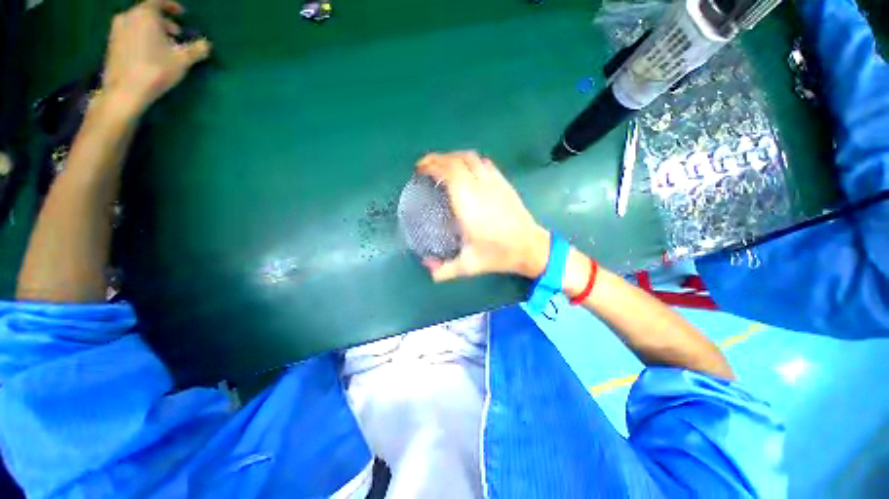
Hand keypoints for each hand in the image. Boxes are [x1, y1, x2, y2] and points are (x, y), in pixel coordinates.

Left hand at [102, 0, 211, 116]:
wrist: (125, 90)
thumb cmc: (155, 70)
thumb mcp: (183, 60)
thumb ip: (196, 49)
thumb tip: (207, 44)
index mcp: (145, 14)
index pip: (159, 1)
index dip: (172, 6)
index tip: (182, 13)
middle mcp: (128, 17)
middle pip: (148, 13)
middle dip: (163, 22)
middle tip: (176, 34)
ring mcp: (116, 30)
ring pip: (138, 23)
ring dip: (152, 30)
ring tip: (164, 45)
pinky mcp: (112, 44)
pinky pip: (130, 33)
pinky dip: (141, 37)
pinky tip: (150, 52)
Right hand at [416, 151, 549, 281]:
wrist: (530, 247)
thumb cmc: (498, 254)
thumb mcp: (469, 266)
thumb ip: (444, 269)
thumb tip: (426, 267)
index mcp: (468, 203)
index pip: (448, 171)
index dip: (432, 165)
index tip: (420, 169)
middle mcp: (480, 187)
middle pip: (457, 159)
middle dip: (439, 158)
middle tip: (426, 167)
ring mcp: (494, 182)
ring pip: (472, 157)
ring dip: (454, 157)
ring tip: (444, 167)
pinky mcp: (504, 183)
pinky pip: (484, 163)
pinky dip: (470, 161)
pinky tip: (467, 171)